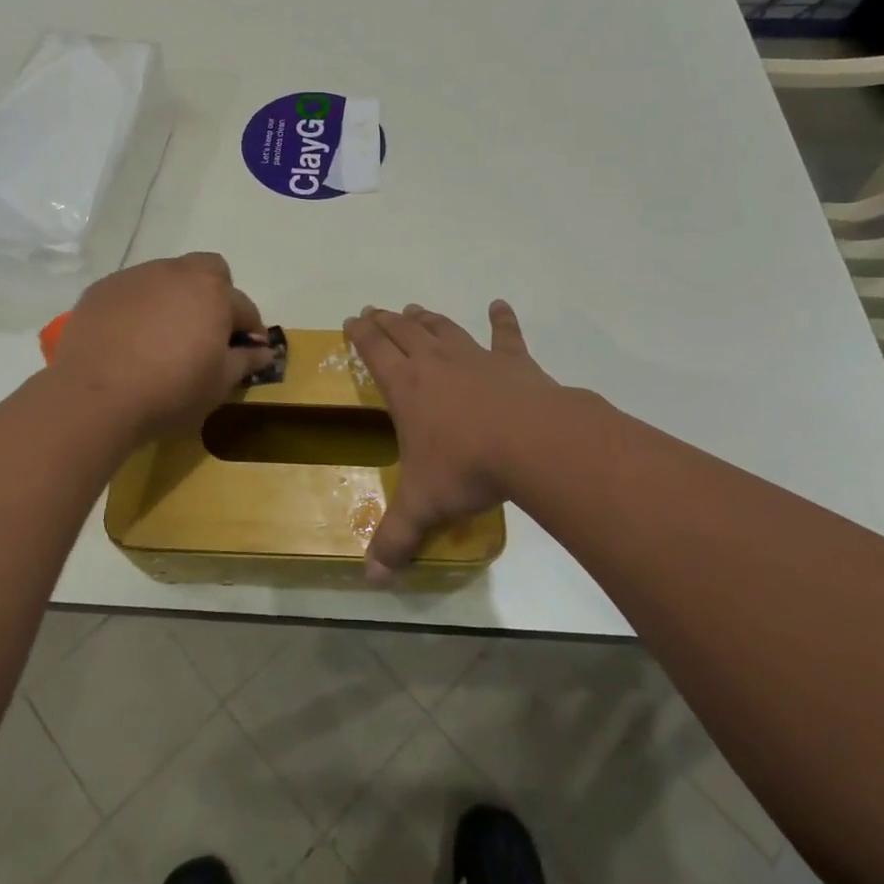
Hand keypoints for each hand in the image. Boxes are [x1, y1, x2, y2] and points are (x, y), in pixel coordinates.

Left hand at [50, 252, 273, 441]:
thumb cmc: (169, 391)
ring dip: (175, 298)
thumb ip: (245, 361)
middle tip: (206, 331)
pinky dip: (140, 307)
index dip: (249, 330)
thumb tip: (265, 350)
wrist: (93, 397)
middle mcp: (177, 273)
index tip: (245, 352)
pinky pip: (133, 290)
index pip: (244, 307)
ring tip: (164, 335)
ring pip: (167, 277)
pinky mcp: (102, 289)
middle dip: (215, 294)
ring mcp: (136, 277)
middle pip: (208, 271)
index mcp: (213, 292)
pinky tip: (130, 338)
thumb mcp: (218, 385)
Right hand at [342, 300, 559, 581]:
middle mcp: (436, 363)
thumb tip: (371, 578)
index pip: (375, 352)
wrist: (532, 443)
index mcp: (407, 388)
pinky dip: (502, 319)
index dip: (361, 335)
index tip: (351, 319)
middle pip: (404, 332)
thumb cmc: (467, 468)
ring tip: (414, 309)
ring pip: (443, 329)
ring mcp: (475, 358)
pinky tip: (499, 304)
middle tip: (374, 310)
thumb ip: (396, 539)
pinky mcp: (514, 362)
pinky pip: (505, 335)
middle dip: (386, 321)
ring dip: (426, 319)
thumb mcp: (424, 506)